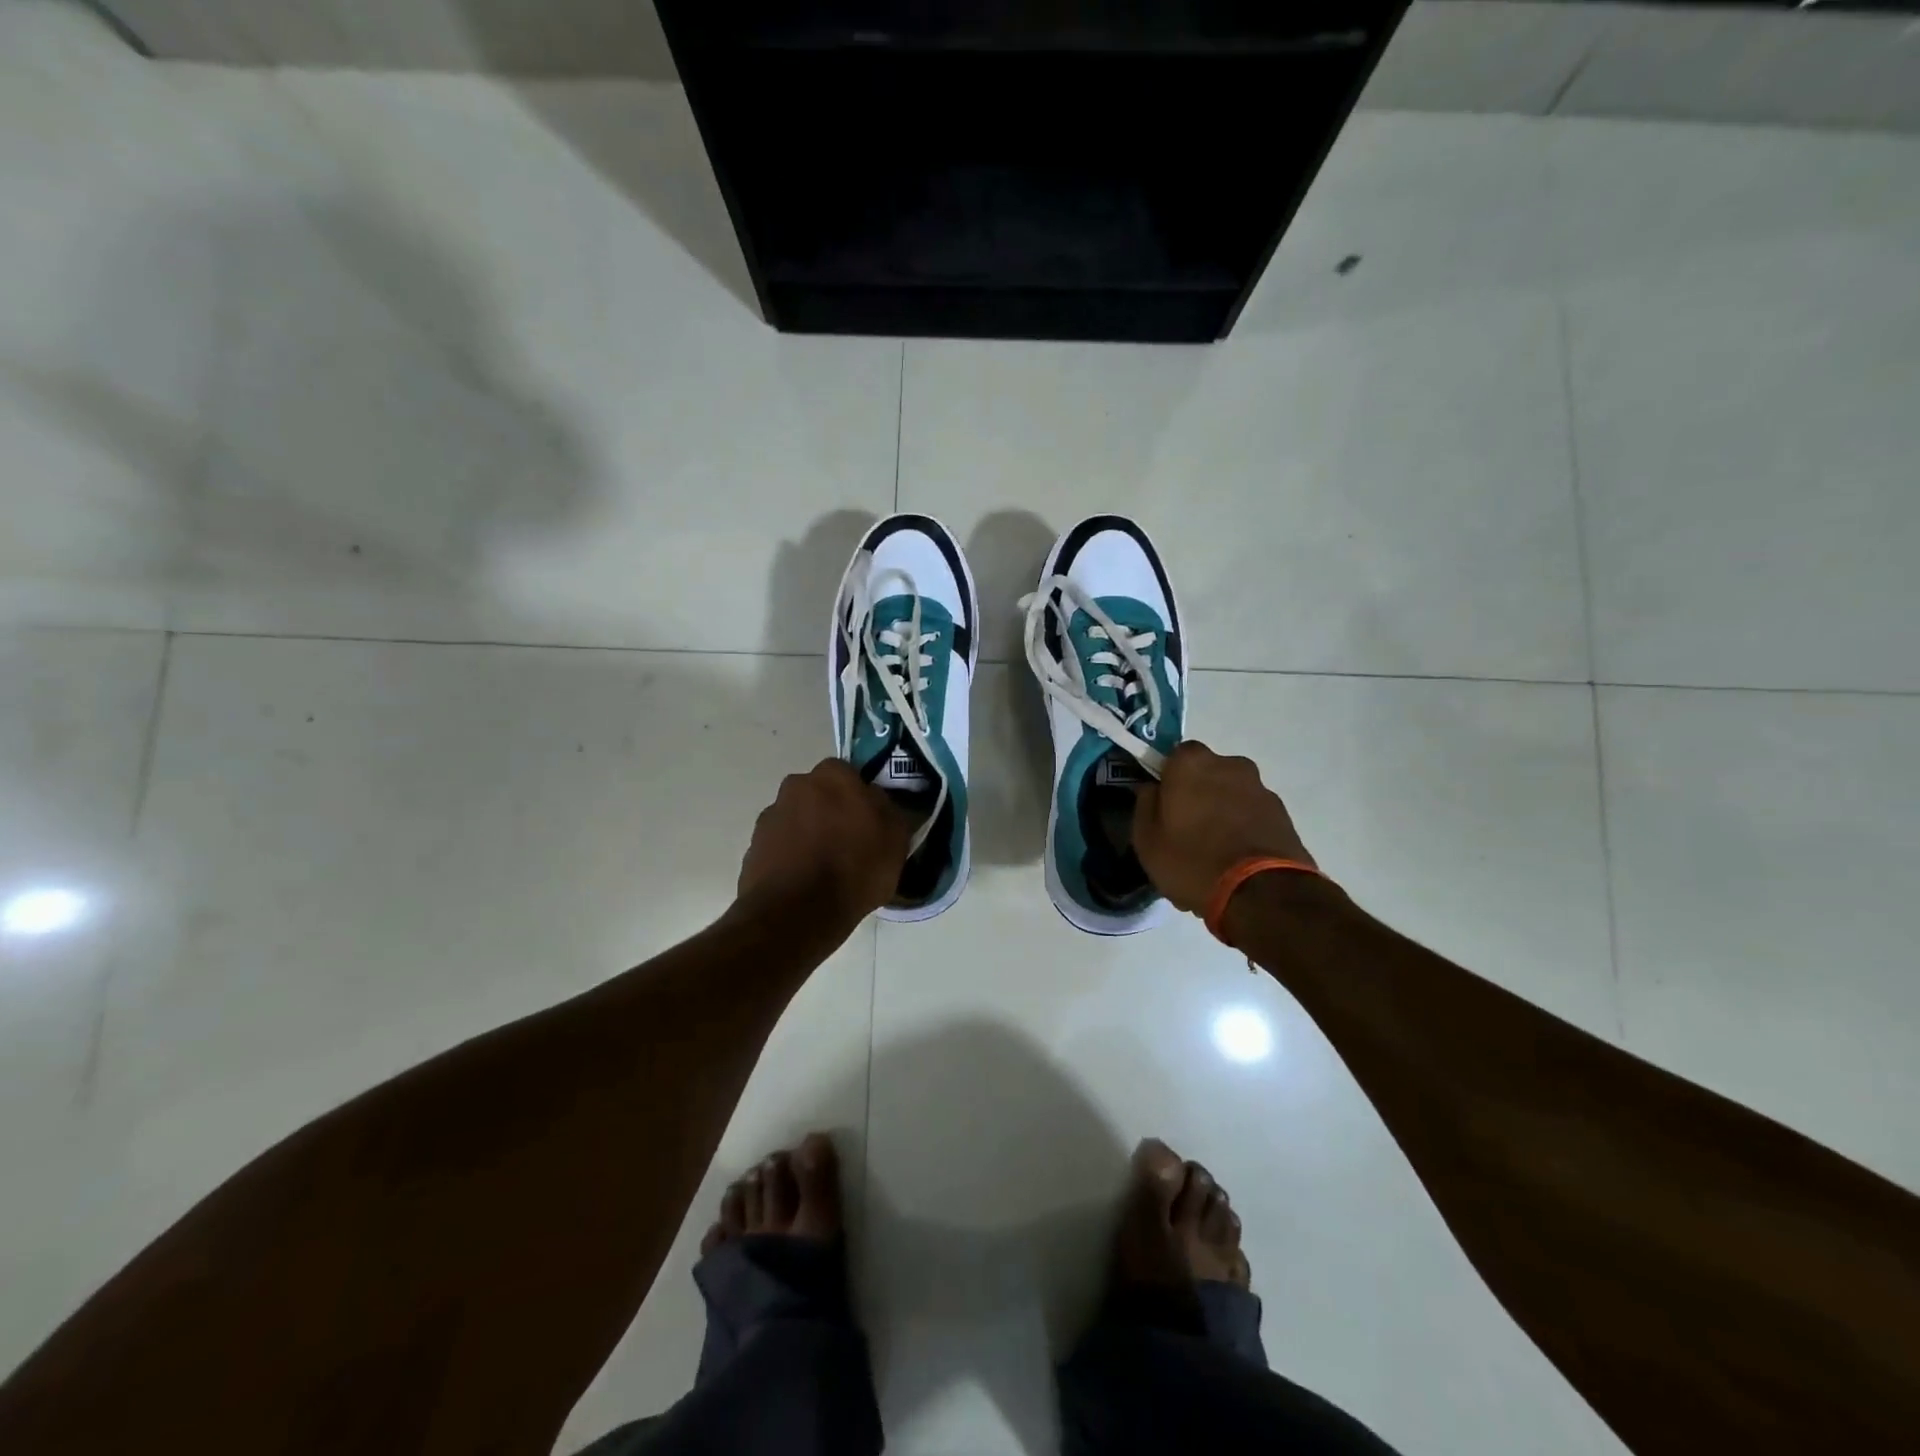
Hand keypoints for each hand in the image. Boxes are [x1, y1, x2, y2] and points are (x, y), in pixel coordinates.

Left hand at [737, 759, 913, 926]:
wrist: (796, 913)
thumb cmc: (855, 869)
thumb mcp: (896, 840)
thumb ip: (889, 810)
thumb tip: (877, 801)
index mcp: (833, 776)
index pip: (848, 773)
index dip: (858, 796)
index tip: (868, 820)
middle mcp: (796, 786)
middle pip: (818, 793)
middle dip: (830, 811)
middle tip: (847, 843)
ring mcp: (770, 816)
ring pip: (797, 818)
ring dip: (808, 833)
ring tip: (824, 868)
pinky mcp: (753, 846)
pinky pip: (780, 845)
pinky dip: (790, 856)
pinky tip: (804, 881)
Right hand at [1133, 741, 1314, 915]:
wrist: (1262, 894)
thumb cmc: (1193, 861)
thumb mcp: (1147, 840)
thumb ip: (1145, 805)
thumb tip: (1152, 789)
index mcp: (1192, 763)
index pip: (1173, 756)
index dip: (1167, 779)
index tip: (1163, 805)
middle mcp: (1230, 764)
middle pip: (1206, 773)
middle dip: (1198, 793)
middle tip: (1187, 829)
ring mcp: (1261, 788)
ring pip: (1231, 794)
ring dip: (1222, 811)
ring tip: (1214, 851)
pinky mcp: (1283, 814)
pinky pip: (1252, 814)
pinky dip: (1243, 828)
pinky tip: (1235, 859)